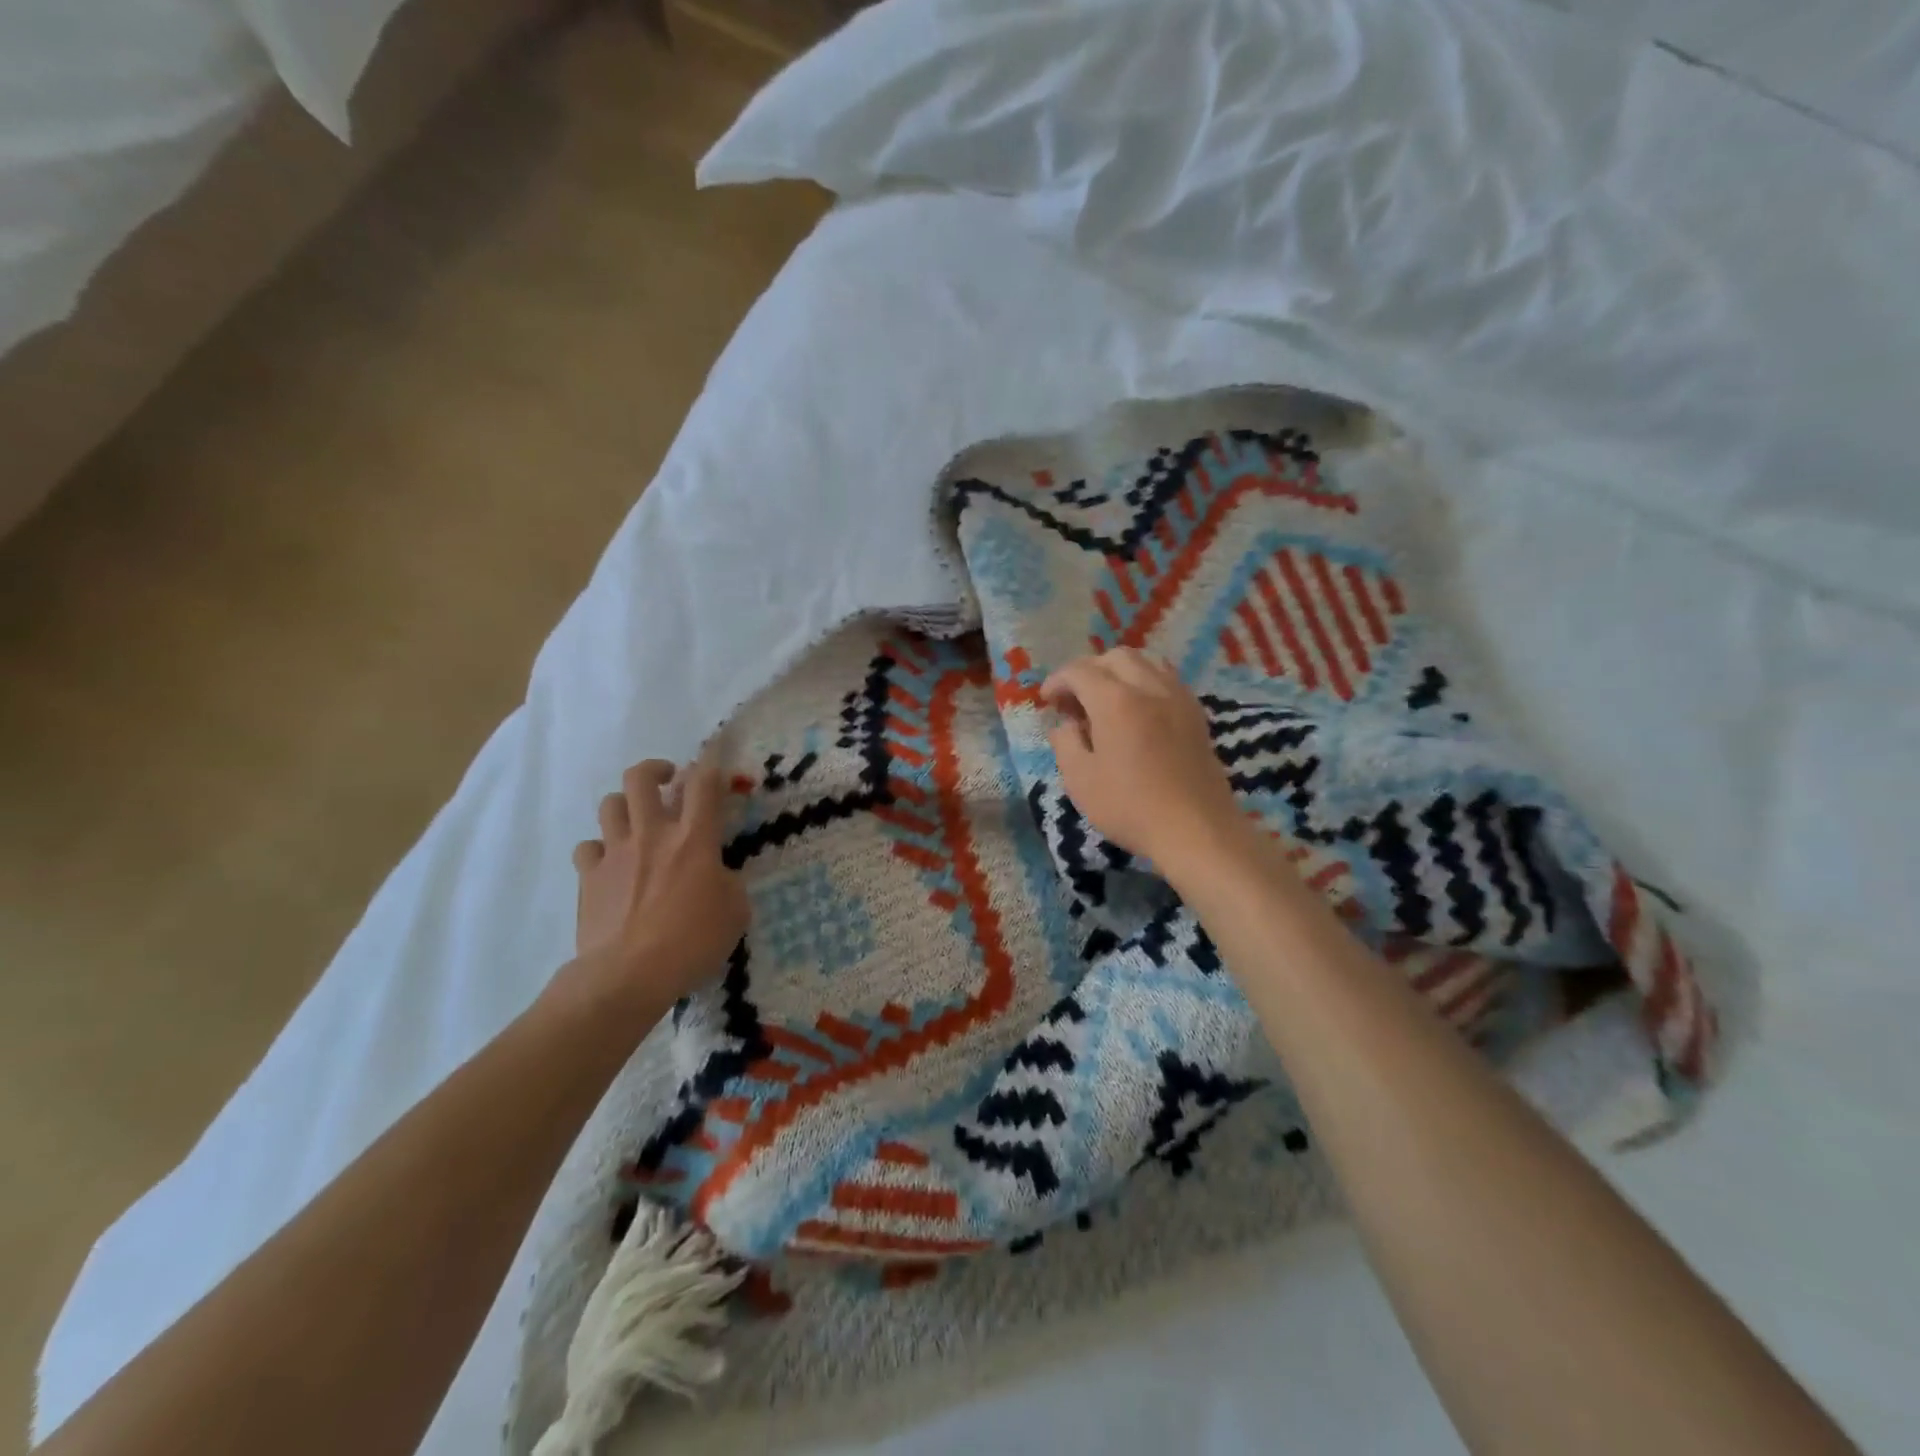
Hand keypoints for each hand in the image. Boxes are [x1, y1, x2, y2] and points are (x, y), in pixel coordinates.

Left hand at [568, 752, 748, 1009]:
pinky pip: (587, 847)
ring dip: (625, 805)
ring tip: (637, 821)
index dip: (711, 764)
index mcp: (694, 838)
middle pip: (641, 778)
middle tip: (668, 781)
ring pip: (610, 804)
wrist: (627, 974)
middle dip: (656, 770)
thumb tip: (717, 876)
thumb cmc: (692, 942)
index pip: (704, 783)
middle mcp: (652, 833)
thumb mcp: (735, 912)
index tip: (714, 762)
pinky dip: (599, 850)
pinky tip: (610, 864)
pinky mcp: (589, 876)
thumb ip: (728, 882)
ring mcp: (615, 852)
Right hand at [1041, 650, 1248, 876]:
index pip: (1080, 672)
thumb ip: (1065, 743)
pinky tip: (1137, 712)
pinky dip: (1145, 683)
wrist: (1196, 830)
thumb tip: (1065, 725)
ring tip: (1105, 702)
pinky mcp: (1196, 715)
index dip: (1058, 681)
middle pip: (1115, 657)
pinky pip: (1166, 679)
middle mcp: (1149, 688)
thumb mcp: (1080, 781)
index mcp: (1116, 701)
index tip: (1047, 701)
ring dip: (1118, 673)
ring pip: (1145, 662)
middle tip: (1074, 701)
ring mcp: (1178, 698)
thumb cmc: (1131, 808)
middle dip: (1088, 670)